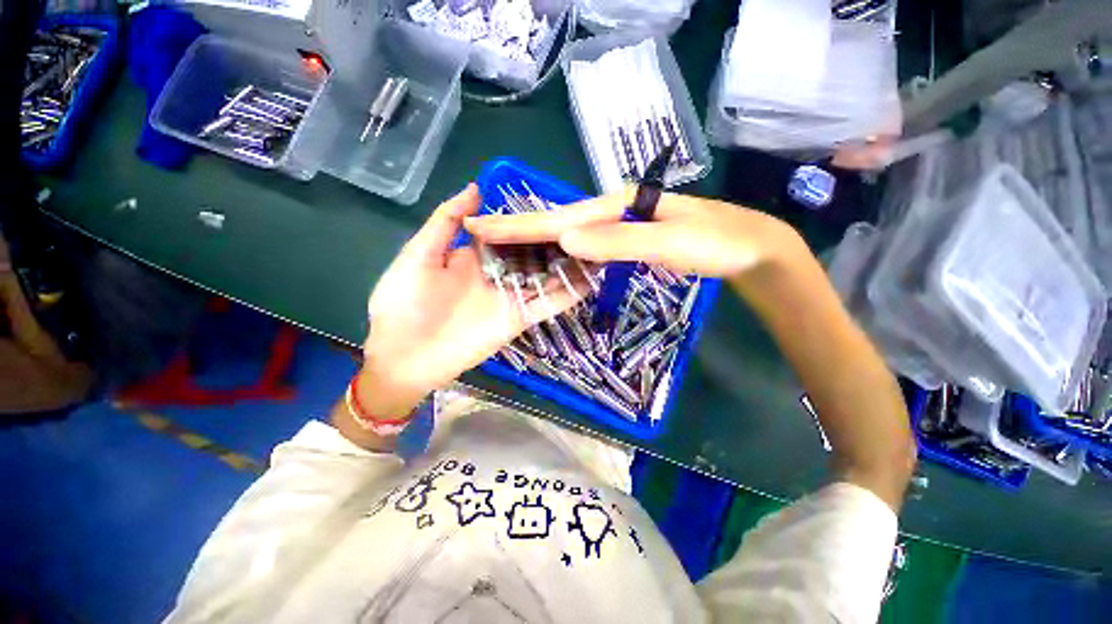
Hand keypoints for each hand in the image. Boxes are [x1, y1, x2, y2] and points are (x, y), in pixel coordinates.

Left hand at [359, 185, 584, 412]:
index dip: (530, 220)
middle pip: (534, 253)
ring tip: (599, 248)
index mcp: (475, 255)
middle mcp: (498, 273)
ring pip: (547, 277)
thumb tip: (477, 188)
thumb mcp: (419, 255)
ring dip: (570, 265)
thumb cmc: (403, 303)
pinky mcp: (519, 319)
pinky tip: (591, 279)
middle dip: (558, 241)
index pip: (510, 233)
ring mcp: (511, 296)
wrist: (403, 357)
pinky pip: (548, 304)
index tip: (555, 204)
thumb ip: (446, 221)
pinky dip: (569, 294)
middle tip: (588, 224)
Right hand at [464, 187, 804, 280]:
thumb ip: (617, 241)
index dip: (519, 225)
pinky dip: (561, 249)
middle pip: (558, 220)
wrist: (749, 248)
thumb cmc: (716, 243)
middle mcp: (613, 210)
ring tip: (501, 243)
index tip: (480, 227)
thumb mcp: (669, 241)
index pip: (558, 218)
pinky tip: (550, 255)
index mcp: (617, 205)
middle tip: (478, 231)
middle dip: (517, 227)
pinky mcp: (628, 240)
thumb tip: (565, 238)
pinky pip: (587, 244)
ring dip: (535, 238)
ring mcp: (621, 225)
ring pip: (570, 231)